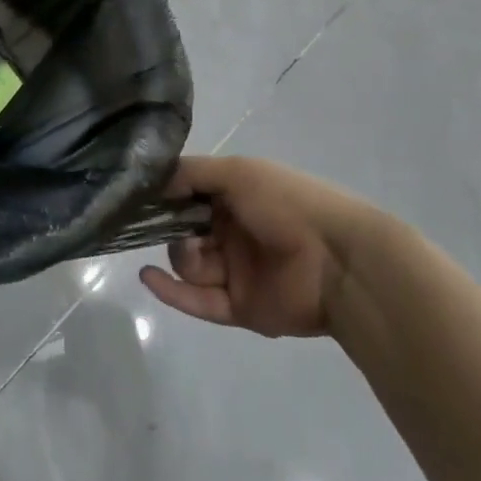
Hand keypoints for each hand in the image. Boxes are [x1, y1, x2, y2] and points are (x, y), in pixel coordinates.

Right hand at [139, 155, 382, 337]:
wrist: (339, 261)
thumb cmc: (288, 204)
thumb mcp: (238, 172)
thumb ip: (192, 172)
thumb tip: (154, 183)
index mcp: (236, 200)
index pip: (189, 197)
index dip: (167, 197)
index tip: (141, 196)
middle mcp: (233, 234)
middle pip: (183, 232)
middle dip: (169, 228)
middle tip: (166, 225)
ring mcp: (237, 273)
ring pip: (189, 265)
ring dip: (179, 256)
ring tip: (189, 250)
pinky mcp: (239, 308)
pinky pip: (197, 301)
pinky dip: (170, 291)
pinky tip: (148, 277)